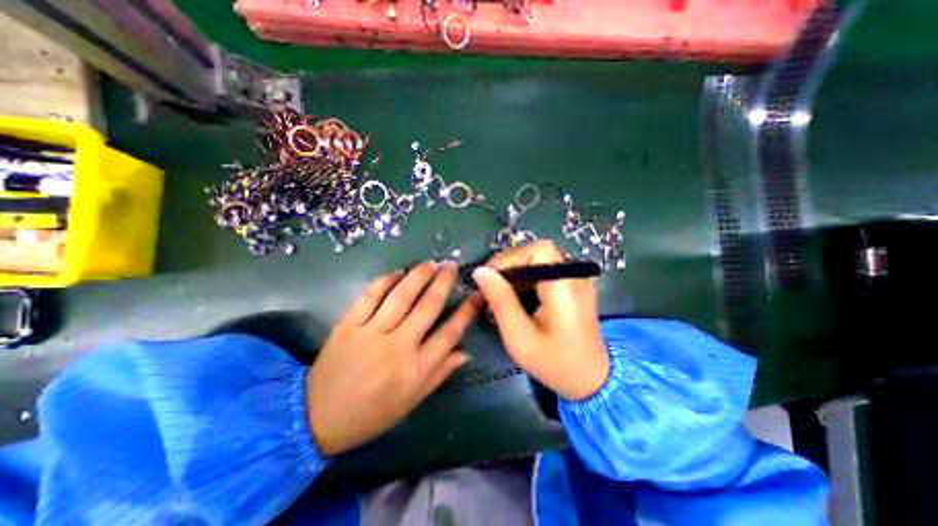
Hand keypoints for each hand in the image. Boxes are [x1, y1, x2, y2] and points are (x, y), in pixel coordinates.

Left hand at [311, 260, 483, 452]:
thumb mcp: (412, 401)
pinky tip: (398, 272)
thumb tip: (465, 351)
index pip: (450, 333)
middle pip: (428, 307)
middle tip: (452, 265)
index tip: (476, 294)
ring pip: (401, 296)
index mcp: (416, 368)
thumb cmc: (371, 414)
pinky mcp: (348, 326)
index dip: (467, 311)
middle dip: (444, 282)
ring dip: (419, 276)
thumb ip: (440, 374)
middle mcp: (398, 347)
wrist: (317, 419)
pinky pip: (369, 297)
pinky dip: (385, 281)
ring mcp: (371, 333)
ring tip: (430, 263)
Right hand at [474, 243, 613, 402]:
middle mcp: (574, 277)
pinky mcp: (573, 287)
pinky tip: (517, 298)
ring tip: (500, 294)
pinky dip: (527, 280)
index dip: (510, 257)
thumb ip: (501, 301)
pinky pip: (546, 271)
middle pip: (538, 253)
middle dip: (510, 265)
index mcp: (564, 287)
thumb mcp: (519, 337)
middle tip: (490, 286)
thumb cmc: (554, 363)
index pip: (538, 250)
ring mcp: (576, 281)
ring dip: (517, 273)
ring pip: (540, 261)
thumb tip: (480, 272)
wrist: (591, 380)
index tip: (489, 276)